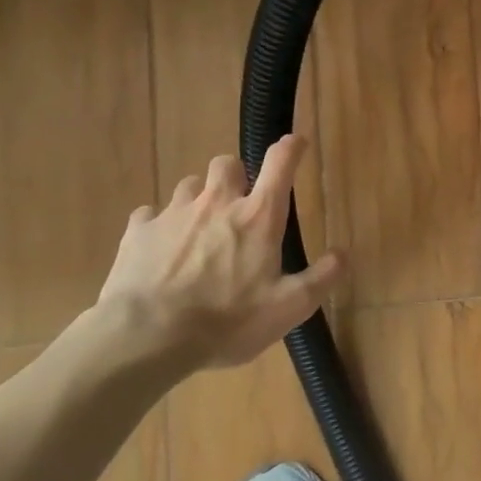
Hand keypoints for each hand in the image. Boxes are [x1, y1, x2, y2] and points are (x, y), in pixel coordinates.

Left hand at [95, 137, 344, 370]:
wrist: (146, 337)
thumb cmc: (227, 321)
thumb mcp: (289, 307)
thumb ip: (321, 277)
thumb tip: (343, 254)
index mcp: (258, 217)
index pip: (280, 164)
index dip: (292, 148)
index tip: (297, 142)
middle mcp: (217, 203)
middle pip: (228, 163)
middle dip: (236, 175)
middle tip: (239, 201)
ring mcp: (173, 214)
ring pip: (189, 185)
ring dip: (199, 198)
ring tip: (200, 228)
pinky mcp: (137, 233)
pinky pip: (149, 216)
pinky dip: (158, 225)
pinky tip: (160, 248)